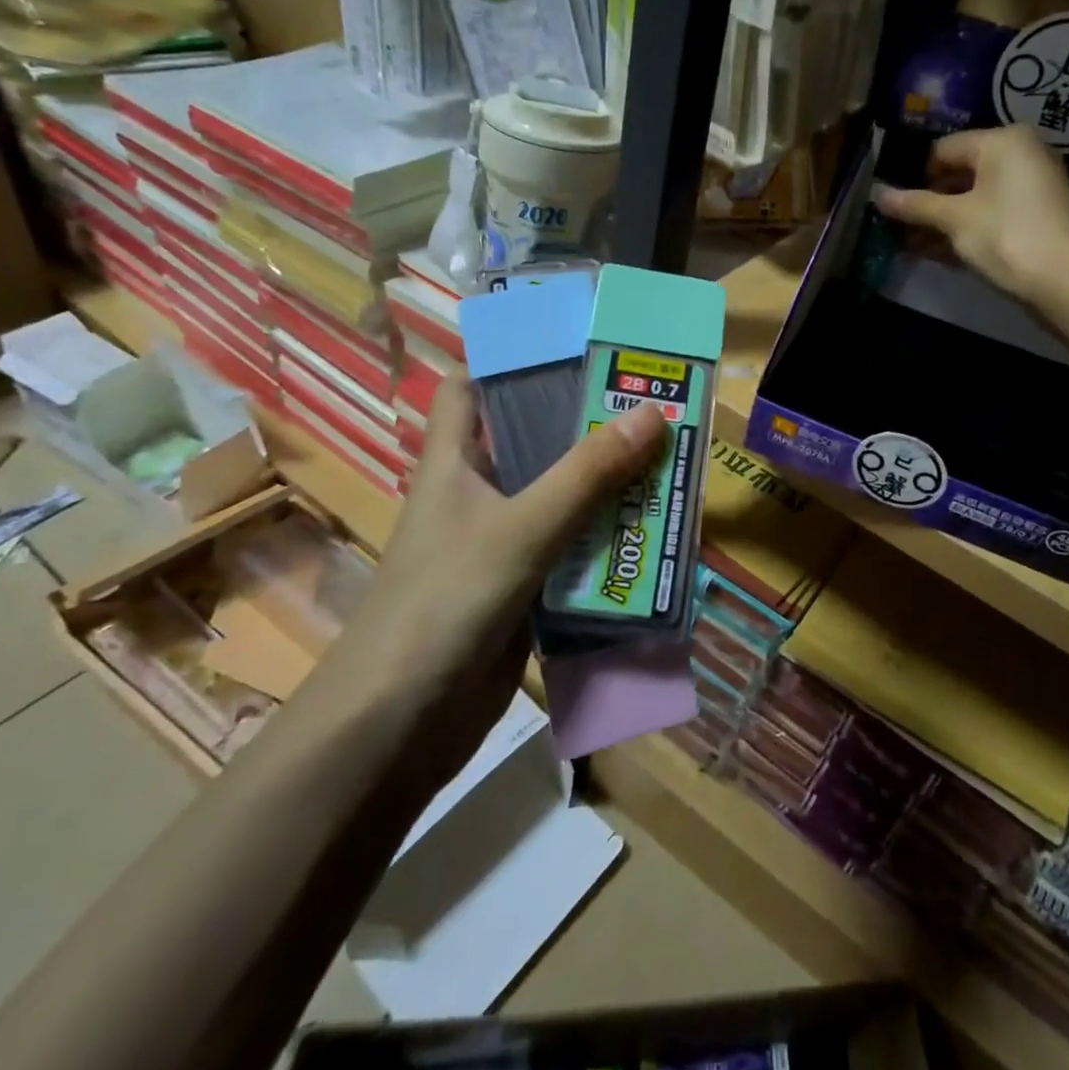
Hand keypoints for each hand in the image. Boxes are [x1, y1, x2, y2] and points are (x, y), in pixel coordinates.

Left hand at [343, 377, 667, 749]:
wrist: (399, 725)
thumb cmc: (444, 602)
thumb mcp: (521, 527)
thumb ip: (586, 474)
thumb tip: (652, 412)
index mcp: (455, 461)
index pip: (470, 386)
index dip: (510, 358)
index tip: (574, 343)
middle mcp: (477, 493)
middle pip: (532, 439)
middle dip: (586, 423)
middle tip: (650, 402)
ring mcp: (501, 542)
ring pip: (560, 496)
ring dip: (606, 484)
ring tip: (668, 458)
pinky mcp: (523, 587)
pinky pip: (572, 548)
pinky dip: (606, 539)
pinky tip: (652, 532)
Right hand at [876, 124, 1068, 301]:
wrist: (1066, 281)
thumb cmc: (1005, 236)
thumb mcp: (954, 219)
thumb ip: (915, 205)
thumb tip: (878, 196)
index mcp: (1002, 142)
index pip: (944, 149)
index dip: (914, 176)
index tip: (892, 202)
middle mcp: (1021, 155)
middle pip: (960, 173)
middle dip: (928, 201)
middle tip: (897, 225)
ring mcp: (1031, 188)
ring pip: (974, 198)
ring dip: (942, 220)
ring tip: (909, 243)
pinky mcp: (1036, 218)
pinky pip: (991, 215)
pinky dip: (965, 229)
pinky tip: (935, 252)